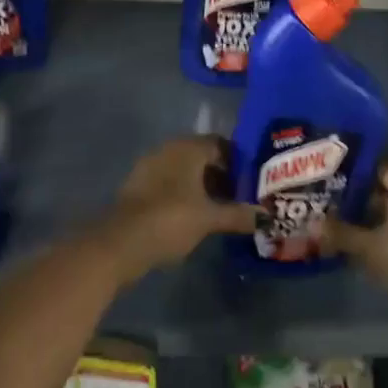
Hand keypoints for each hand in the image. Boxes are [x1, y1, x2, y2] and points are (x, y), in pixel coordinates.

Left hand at [94, 136, 258, 284]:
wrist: (119, 243)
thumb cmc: (170, 220)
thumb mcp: (209, 218)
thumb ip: (239, 214)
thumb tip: (267, 216)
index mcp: (188, 147)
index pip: (221, 144)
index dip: (239, 161)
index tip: (253, 181)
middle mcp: (169, 149)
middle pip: (203, 156)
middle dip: (222, 175)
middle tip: (242, 196)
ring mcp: (151, 166)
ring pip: (186, 170)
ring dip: (203, 186)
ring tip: (222, 209)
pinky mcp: (139, 186)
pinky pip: (170, 183)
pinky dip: (185, 194)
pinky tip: (196, 215)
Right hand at [322, 163, 387, 312]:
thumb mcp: (367, 246)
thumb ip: (341, 232)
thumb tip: (313, 224)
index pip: (383, 169)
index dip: (361, 176)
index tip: (339, 184)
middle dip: (368, 198)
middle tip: (340, 206)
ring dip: (382, 218)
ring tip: (354, 227)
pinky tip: (376, 248)